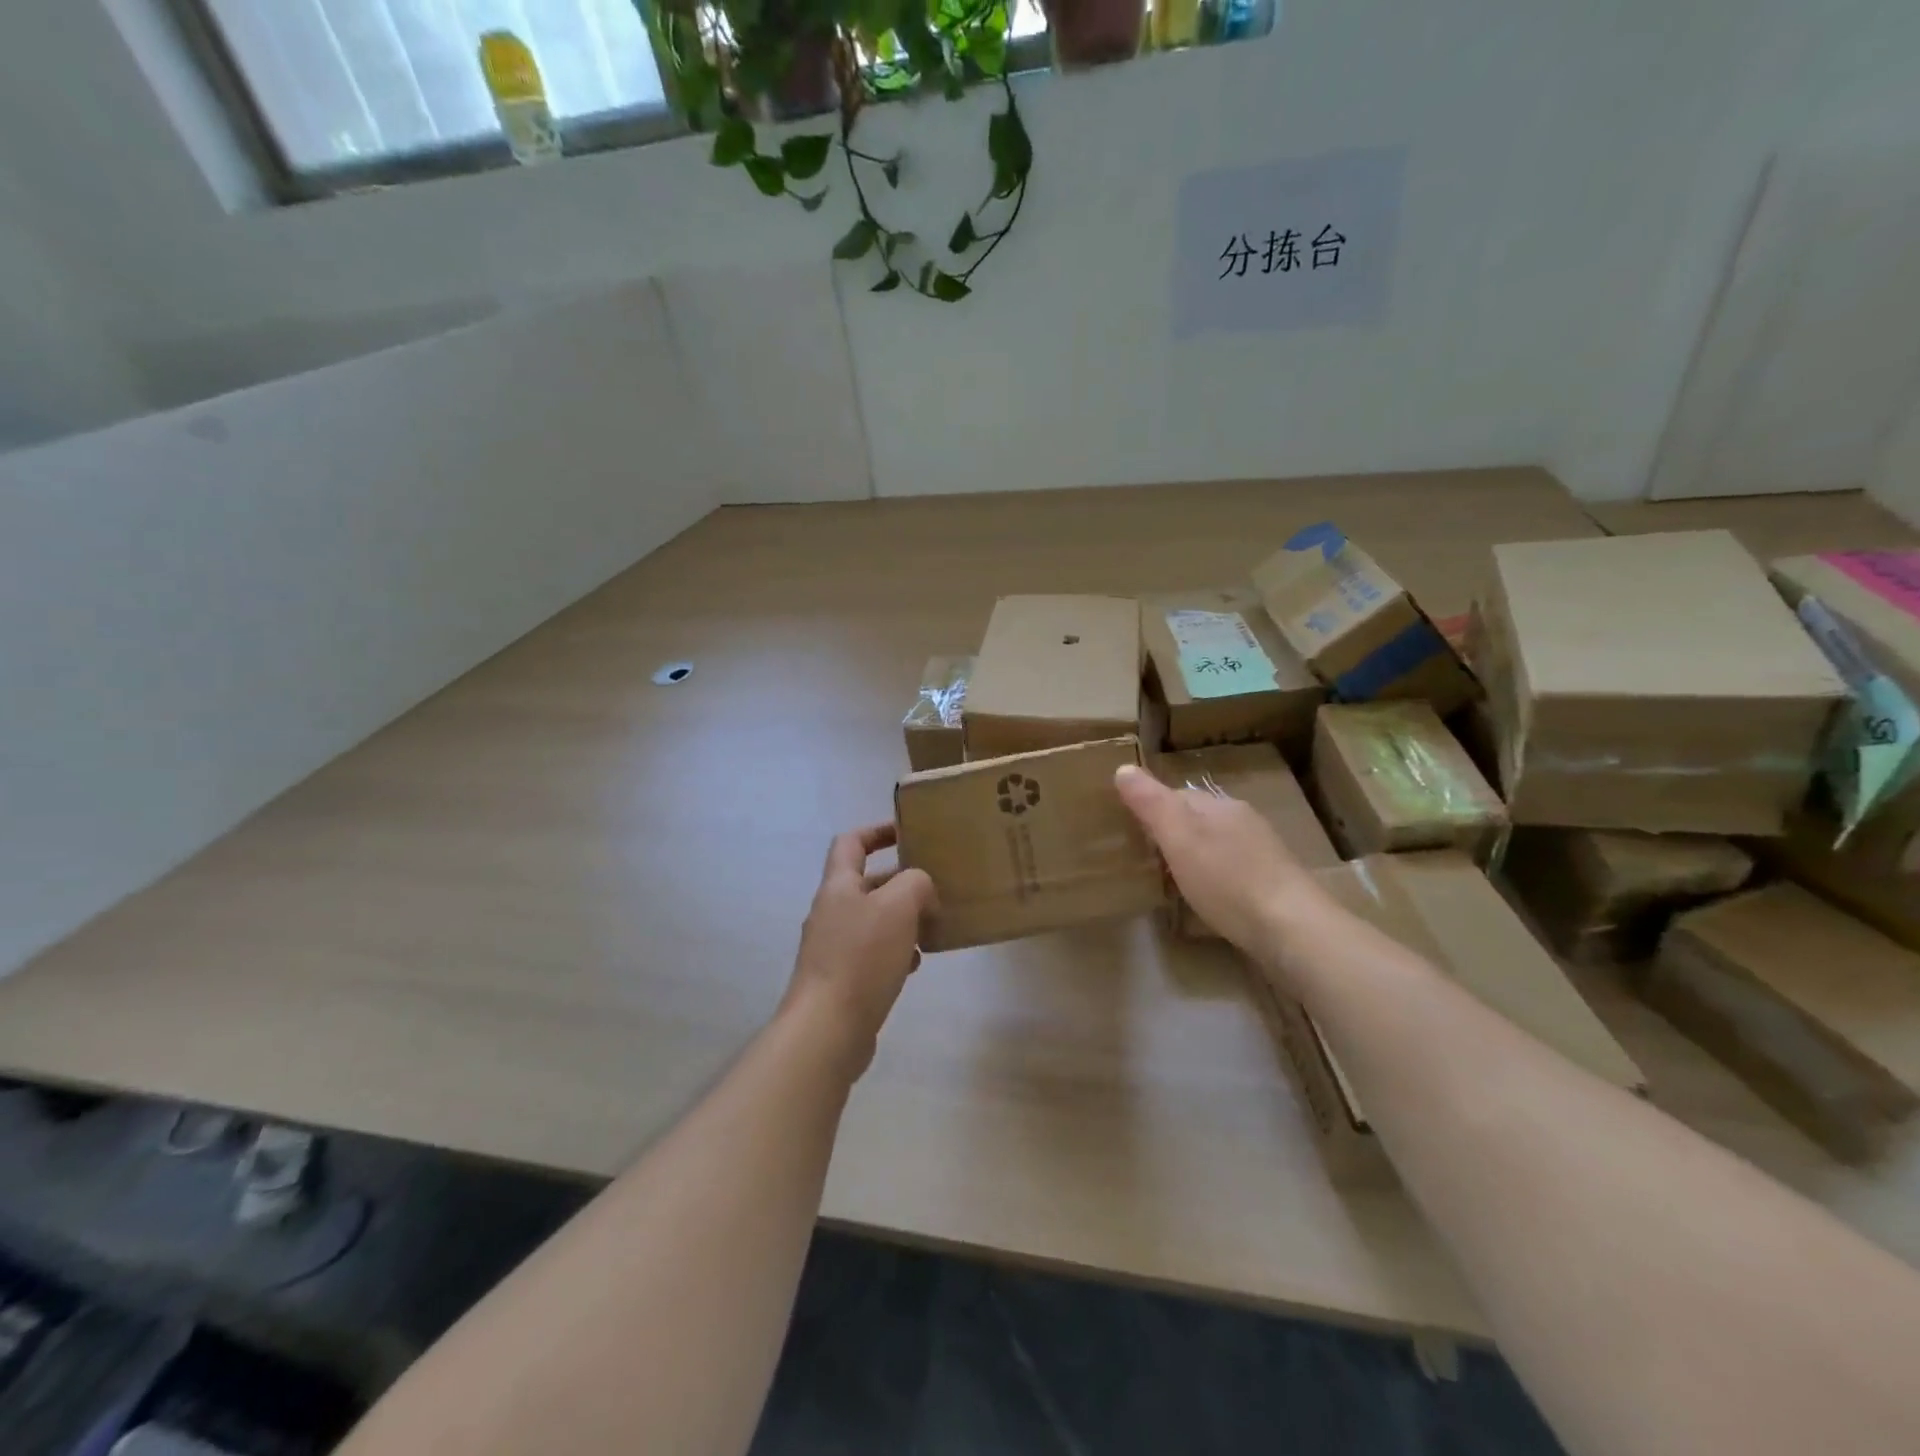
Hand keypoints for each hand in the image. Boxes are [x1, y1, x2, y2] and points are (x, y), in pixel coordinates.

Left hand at [781, 823, 937, 1077]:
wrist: (827, 1029)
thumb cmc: (861, 957)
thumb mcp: (898, 906)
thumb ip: (915, 883)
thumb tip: (921, 890)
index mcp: (838, 886)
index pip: (851, 842)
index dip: (877, 831)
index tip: (907, 832)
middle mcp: (831, 912)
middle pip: (866, 883)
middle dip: (901, 881)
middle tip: (935, 886)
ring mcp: (833, 948)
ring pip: (873, 920)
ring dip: (902, 918)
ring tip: (932, 925)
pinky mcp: (841, 980)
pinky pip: (872, 953)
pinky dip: (895, 951)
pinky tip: (915, 964)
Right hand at [1114, 765, 1321, 955]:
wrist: (1291, 929)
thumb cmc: (1228, 879)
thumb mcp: (1179, 838)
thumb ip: (1151, 803)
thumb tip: (1123, 768)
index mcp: (1220, 806)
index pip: (1176, 795)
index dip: (1150, 808)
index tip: (1128, 829)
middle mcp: (1242, 821)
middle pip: (1197, 819)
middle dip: (1172, 833)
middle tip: (1143, 858)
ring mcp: (1262, 853)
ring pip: (1216, 845)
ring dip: (1194, 857)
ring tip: (1169, 880)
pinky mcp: (1272, 886)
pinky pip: (1232, 872)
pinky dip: (1214, 879)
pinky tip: (1207, 900)